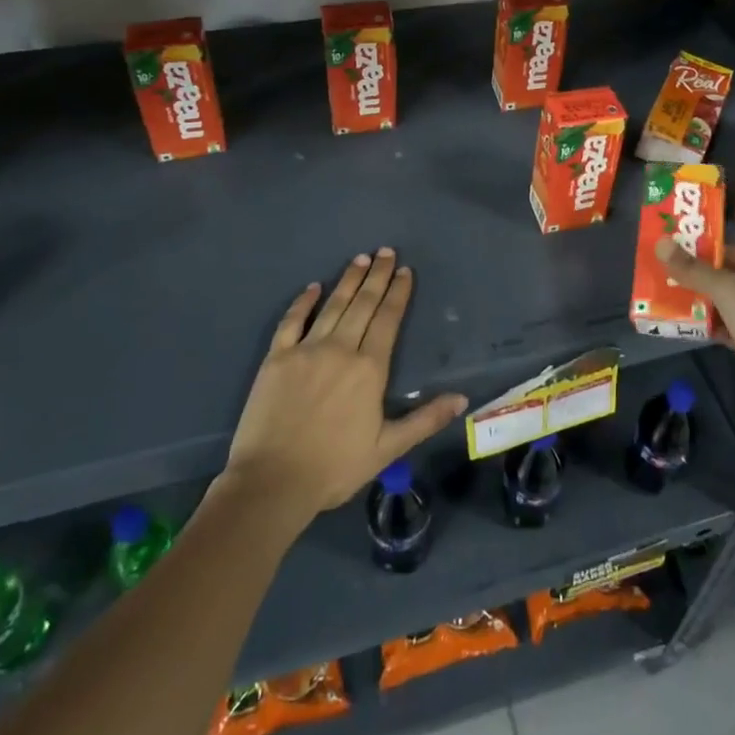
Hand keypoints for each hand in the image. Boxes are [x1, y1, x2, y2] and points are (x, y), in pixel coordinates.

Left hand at [223, 249, 466, 526]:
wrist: (272, 482)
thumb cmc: (334, 467)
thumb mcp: (387, 448)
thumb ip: (425, 419)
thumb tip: (462, 398)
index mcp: (369, 368)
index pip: (388, 320)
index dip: (398, 293)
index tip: (405, 271)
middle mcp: (341, 349)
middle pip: (363, 304)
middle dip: (377, 276)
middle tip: (386, 251)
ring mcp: (306, 350)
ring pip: (333, 306)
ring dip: (348, 281)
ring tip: (361, 259)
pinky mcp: (276, 358)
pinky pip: (291, 321)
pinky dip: (303, 302)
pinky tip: (313, 287)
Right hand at [654, 238, 734, 426]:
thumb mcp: (730, 291)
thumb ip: (694, 269)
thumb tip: (660, 243)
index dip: (707, 250)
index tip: (674, 251)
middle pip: (731, 278)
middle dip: (699, 277)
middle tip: (663, 273)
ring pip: (727, 305)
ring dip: (700, 302)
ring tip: (665, 295)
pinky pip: (726, 329)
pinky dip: (707, 326)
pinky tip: (681, 324)